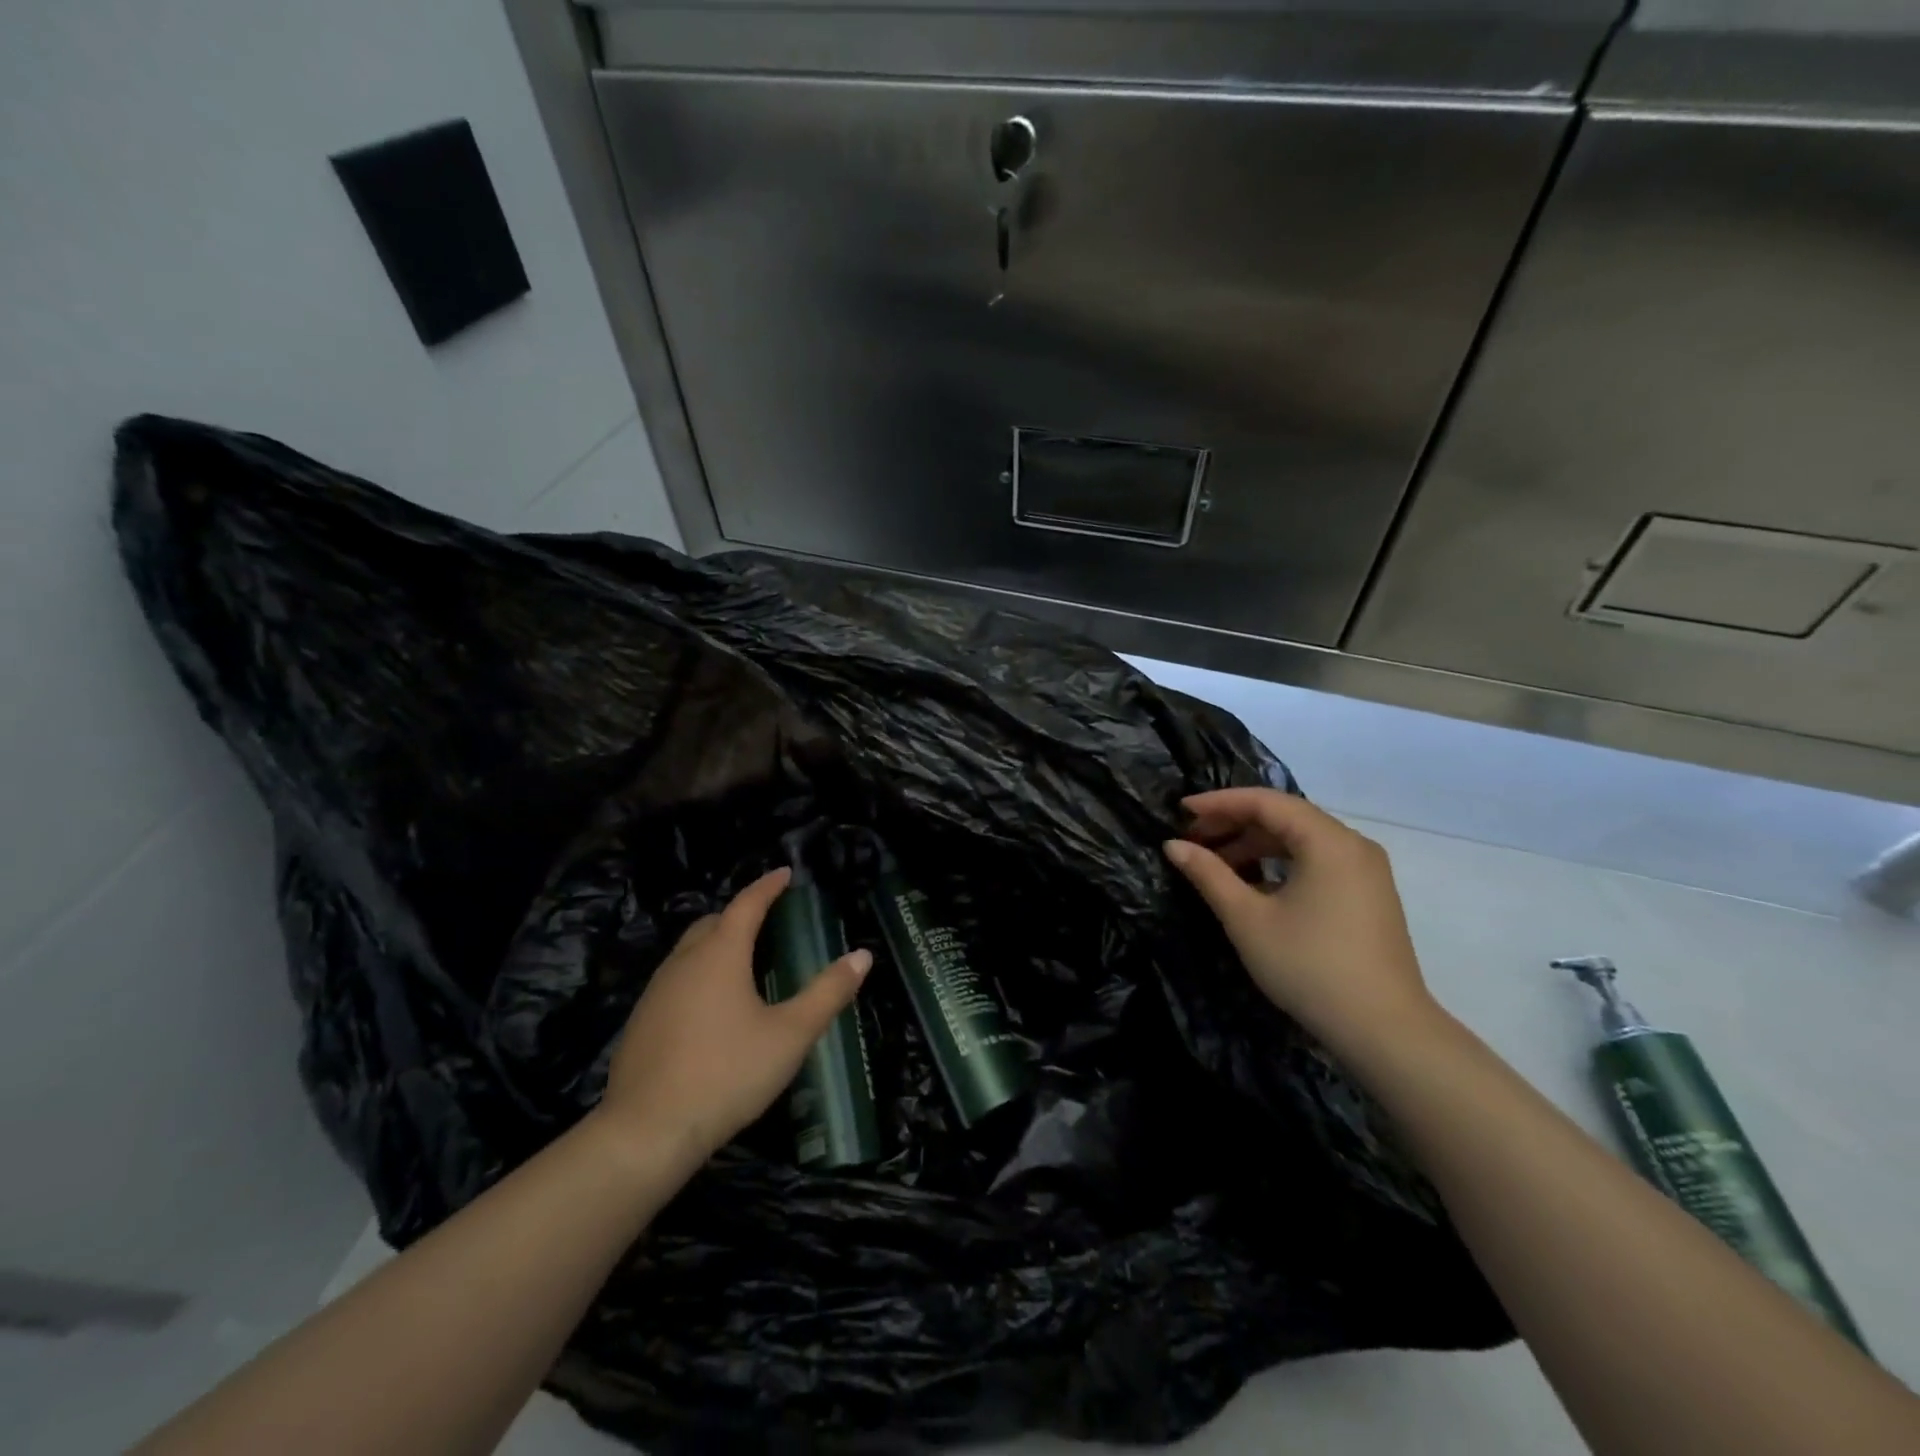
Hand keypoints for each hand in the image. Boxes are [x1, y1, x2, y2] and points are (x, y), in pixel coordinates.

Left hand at [595, 868, 870, 1164]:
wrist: (647, 1132)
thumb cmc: (728, 1073)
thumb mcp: (790, 1034)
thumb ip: (828, 993)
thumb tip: (862, 956)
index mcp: (720, 954)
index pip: (747, 904)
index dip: (768, 886)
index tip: (785, 873)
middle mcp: (683, 963)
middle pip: (712, 923)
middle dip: (739, 914)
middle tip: (766, 920)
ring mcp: (655, 992)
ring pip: (688, 952)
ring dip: (715, 945)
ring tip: (742, 963)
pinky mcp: (640, 1023)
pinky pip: (674, 981)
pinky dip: (697, 976)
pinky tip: (711, 1010)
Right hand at [1163, 789, 1438, 1056]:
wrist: (1385, 1031)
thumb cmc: (1309, 967)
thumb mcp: (1248, 919)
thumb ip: (1209, 875)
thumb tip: (1174, 845)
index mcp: (1328, 841)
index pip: (1266, 802)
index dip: (1219, 802)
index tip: (1181, 810)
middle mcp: (1353, 845)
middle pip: (1286, 816)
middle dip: (1236, 822)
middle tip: (1193, 838)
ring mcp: (1366, 871)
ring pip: (1302, 840)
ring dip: (1257, 844)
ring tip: (1217, 863)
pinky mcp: (1369, 895)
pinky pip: (1318, 861)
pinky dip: (1282, 862)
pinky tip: (1254, 884)